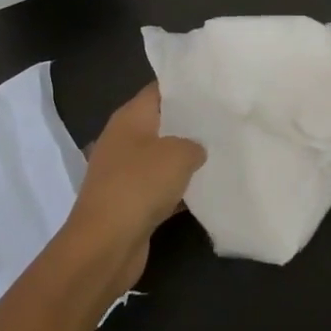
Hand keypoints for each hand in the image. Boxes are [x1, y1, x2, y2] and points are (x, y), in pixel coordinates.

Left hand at [64, 83, 203, 292]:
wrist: (105, 245)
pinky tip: (207, 190)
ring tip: (223, 151)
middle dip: (190, 122)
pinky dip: (179, 189)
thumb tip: (196, 149)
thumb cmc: (139, 185)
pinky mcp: (130, 202)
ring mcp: (124, 172)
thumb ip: (194, 144)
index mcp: (130, 117)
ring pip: (162, 157)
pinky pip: (160, 187)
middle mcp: (124, 139)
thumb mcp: (177, 154)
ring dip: (186, 158)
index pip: (159, 90)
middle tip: (225, 119)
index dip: (185, 85)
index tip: (214, 86)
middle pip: (162, 122)